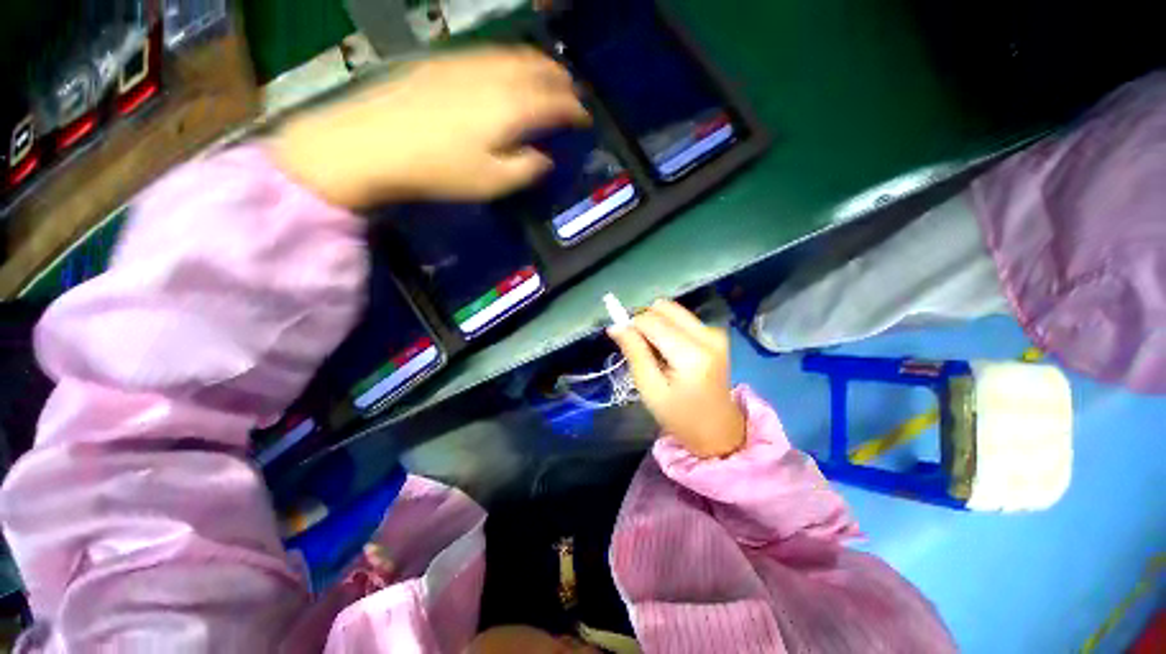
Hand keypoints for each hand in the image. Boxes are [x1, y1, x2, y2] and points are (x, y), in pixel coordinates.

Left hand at [269, 46, 589, 207]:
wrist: (373, 142)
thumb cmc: (440, 169)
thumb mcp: (492, 182)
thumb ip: (525, 169)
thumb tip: (543, 158)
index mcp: (512, 109)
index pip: (555, 103)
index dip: (575, 110)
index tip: (585, 118)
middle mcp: (496, 77)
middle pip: (539, 70)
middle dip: (562, 81)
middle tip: (573, 94)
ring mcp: (468, 64)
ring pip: (516, 56)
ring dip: (539, 65)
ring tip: (549, 76)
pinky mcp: (445, 62)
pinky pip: (490, 53)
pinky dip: (511, 60)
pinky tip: (508, 69)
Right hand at [608, 299, 745, 458]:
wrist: (718, 430)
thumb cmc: (680, 416)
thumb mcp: (650, 389)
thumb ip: (634, 353)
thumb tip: (615, 326)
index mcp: (691, 354)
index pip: (651, 320)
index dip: (631, 326)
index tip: (624, 343)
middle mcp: (707, 335)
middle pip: (663, 308)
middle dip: (645, 322)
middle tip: (641, 348)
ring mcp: (715, 332)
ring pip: (672, 311)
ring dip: (657, 325)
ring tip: (657, 353)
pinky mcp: (716, 334)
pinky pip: (682, 318)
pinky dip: (669, 329)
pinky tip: (670, 351)